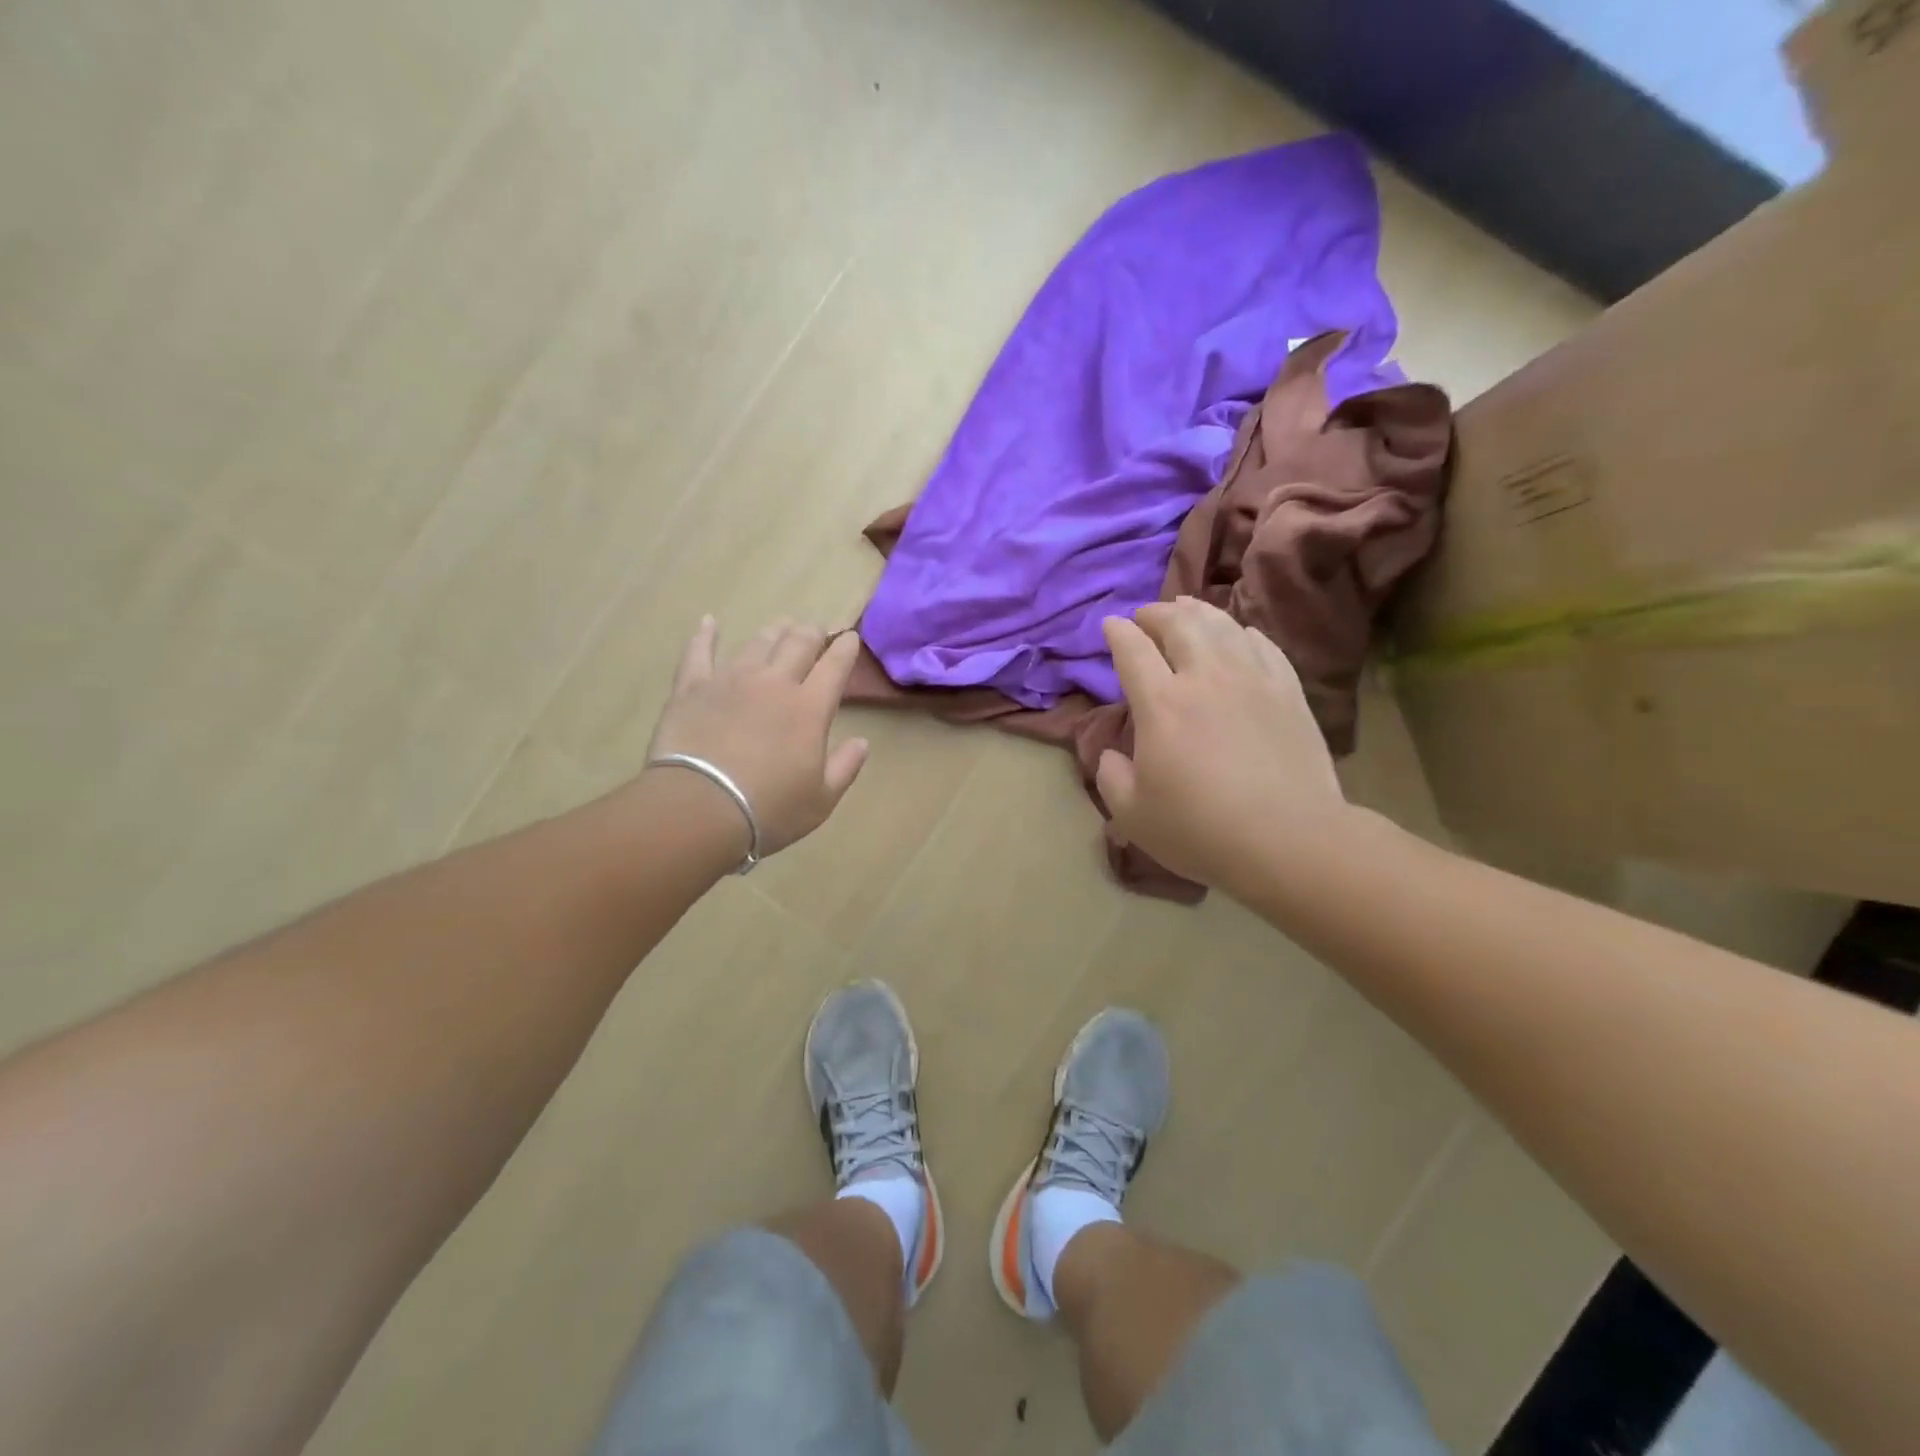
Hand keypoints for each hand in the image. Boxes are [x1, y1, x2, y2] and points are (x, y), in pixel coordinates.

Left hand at [644, 616, 868, 856]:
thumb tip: (862, 742)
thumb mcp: (821, 799)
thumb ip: (846, 767)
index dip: (845, 649)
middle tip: (815, 629)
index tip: (850, 638)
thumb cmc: (769, 809)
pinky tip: (709, 622)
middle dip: (811, 633)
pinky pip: (698, 653)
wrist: (700, 808)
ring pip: (757, 643)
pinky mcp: (692, 688)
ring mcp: (730, 681)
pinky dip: (704, 635)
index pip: (835, 666)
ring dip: (773, 631)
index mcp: (810, 708)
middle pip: (797, 644)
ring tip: (781, 624)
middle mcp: (774, 683)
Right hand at [1096, 597, 1349, 893]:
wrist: (1289, 840)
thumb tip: (1111, 753)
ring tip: (1186, 609)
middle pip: (1178, 624)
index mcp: (1161, 705)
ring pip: (1222, 626)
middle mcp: (1205, 678)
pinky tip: (1239, 634)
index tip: (1110, 625)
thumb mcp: (1132, 814)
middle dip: (1156, 613)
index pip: (1133, 650)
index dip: (1117, 632)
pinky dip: (1243, 632)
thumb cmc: (1200, 830)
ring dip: (1197, 612)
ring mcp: (1252, 679)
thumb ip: (1110, 776)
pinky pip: (1263, 645)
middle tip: (1145, 617)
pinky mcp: (1288, 691)